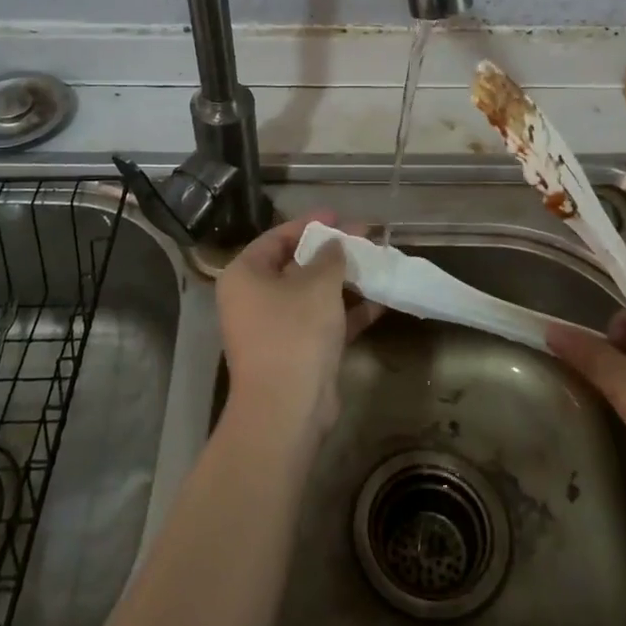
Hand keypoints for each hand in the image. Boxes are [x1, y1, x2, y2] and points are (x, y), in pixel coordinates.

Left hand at [215, 212, 382, 440]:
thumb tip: (335, 244)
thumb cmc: (294, 332)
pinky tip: (380, 301)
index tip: (339, 216)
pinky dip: (348, 312)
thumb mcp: (317, 285)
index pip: (277, 237)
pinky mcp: (296, 353)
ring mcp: (274, 328)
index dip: (309, 224)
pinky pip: (323, 322)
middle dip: (333, 253)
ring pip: (313, 295)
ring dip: (345, 282)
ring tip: (378, 265)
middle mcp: (253, 299)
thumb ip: (330, 257)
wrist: (287, 409)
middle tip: (365, 239)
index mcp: (245, 275)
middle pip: (296, 265)